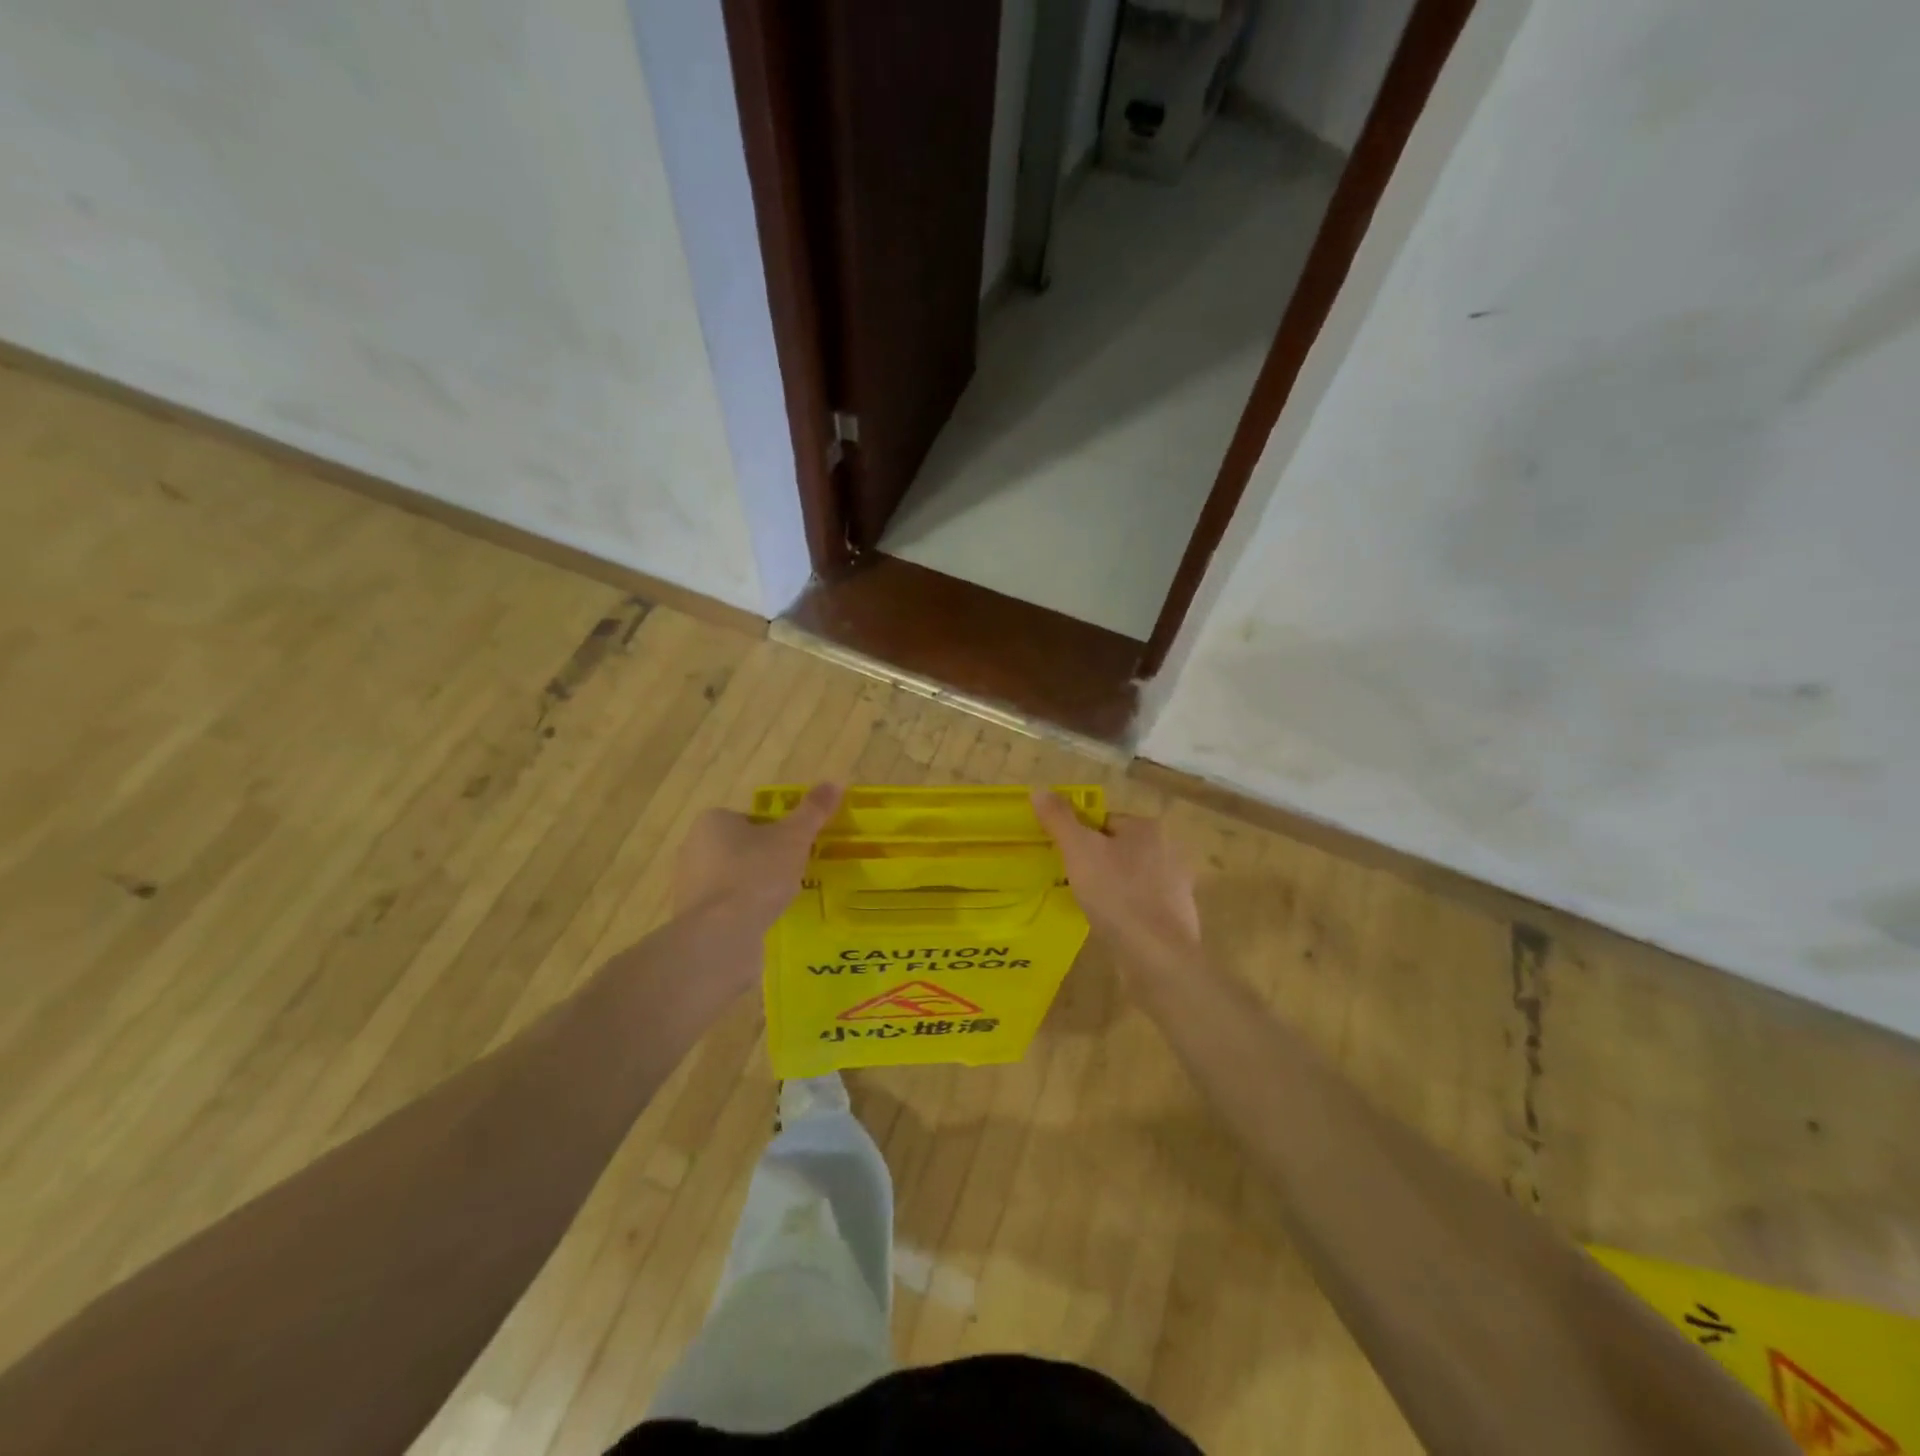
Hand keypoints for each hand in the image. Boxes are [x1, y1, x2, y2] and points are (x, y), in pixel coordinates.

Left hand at [675, 783, 841, 934]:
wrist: (721, 934)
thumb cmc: (756, 874)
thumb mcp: (794, 838)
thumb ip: (813, 811)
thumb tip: (835, 782)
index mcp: (713, 821)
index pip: (751, 819)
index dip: (777, 832)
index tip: (796, 849)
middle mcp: (693, 847)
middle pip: (740, 848)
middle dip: (764, 860)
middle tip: (793, 874)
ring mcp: (688, 884)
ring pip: (732, 878)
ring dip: (753, 888)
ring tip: (781, 901)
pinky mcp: (691, 917)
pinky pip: (725, 907)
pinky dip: (743, 911)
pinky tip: (762, 922)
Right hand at [1032, 791, 1201, 981]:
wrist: (1158, 956)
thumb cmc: (1117, 894)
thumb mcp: (1079, 850)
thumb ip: (1059, 819)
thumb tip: (1039, 791)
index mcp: (1148, 827)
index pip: (1104, 820)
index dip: (1079, 837)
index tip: (1064, 859)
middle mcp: (1168, 849)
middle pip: (1117, 848)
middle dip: (1094, 862)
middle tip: (1071, 882)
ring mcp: (1176, 885)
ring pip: (1129, 877)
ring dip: (1110, 887)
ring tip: (1088, 905)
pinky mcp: (1176, 916)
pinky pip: (1141, 904)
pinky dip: (1125, 911)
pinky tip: (1110, 925)